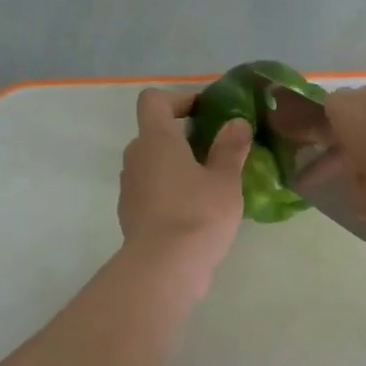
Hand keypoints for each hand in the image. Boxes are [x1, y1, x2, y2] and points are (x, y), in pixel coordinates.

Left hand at [118, 88, 250, 289]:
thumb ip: (231, 147)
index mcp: (156, 139)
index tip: (206, 111)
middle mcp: (136, 157)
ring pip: (153, 163)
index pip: (154, 100)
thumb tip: (236, 122)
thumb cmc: (198, 213)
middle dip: (184, 136)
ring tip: (211, 182)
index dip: (179, 98)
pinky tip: (197, 210)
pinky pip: (152, 189)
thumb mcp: (226, 179)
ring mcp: (129, 187)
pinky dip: (171, 190)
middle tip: (217, 150)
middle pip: (154, 132)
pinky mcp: (131, 214)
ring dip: (178, 165)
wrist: (164, 268)